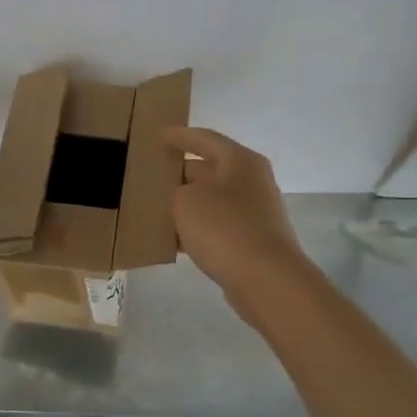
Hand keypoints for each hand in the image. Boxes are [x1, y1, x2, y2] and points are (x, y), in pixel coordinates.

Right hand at [165, 126, 308, 316]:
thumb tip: (181, 197)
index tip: (158, 136)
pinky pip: (216, 226)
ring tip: (154, 206)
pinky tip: (172, 239)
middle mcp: (251, 182)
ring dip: (186, 203)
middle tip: (151, 174)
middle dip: (180, 172)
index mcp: (240, 161)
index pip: (205, 139)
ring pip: (212, 201)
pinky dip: (195, 228)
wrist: (266, 279)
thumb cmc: (224, 228)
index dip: (179, 136)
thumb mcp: (185, 200)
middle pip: (210, 170)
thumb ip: (175, 191)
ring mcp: (254, 213)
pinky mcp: (251, 241)